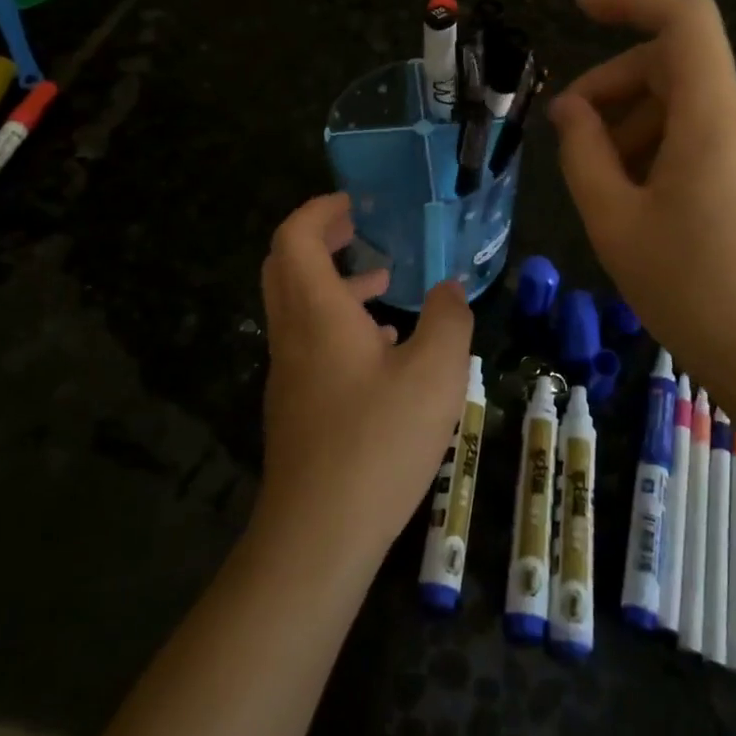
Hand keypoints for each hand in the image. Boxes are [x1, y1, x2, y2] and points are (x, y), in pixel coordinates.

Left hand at [256, 193, 474, 564]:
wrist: (318, 533)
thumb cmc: (378, 440)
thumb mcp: (436, 373)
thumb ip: (449, 320)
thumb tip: (450, 289)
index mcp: (316, 312)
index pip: (295, 237)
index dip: (319, 210)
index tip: (353, 202)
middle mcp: (292, 334)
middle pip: (284, 265)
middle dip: (319, 238)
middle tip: (359, 230)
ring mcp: (288, 372)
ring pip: (298, 305)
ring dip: (333, 282)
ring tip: (384, 283)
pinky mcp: (295, 405)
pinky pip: (308, 341)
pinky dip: (338, 323)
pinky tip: (383, 347)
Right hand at [550, 0, 735, 412]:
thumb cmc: (692, 290)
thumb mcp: (615, 221)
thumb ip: (583, 153)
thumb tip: (570, 109)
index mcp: (715, 116)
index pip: (685, 18)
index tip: (581, 8)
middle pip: (676, 65)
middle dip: (615, 85)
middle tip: (569, 133)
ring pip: (690, 103)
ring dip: (636, 122)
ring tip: (602, 180)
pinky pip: (710, 134)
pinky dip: (665, 145)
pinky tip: (641, 197)